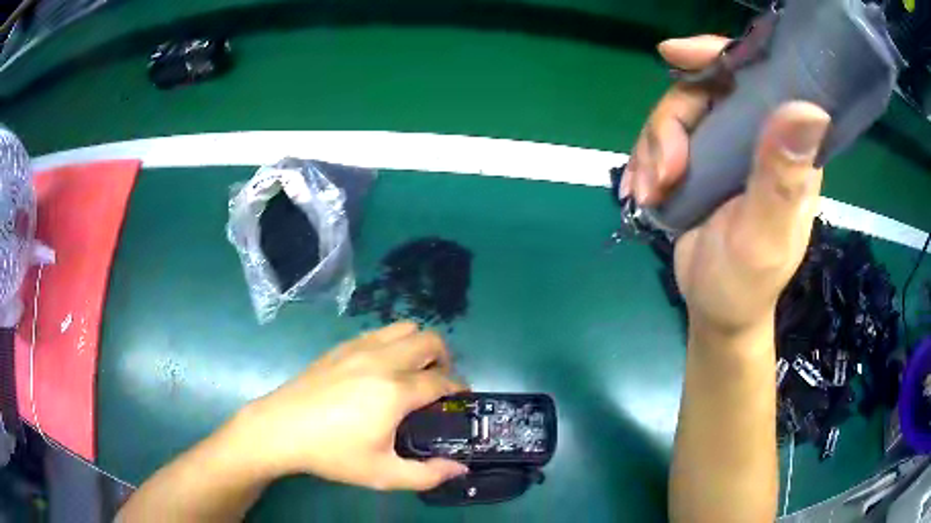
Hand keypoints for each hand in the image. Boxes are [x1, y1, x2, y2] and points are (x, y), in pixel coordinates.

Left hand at [238, 322, 468, 489]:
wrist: (280, 429)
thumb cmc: (332, 453)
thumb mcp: (382, 474)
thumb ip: (427, 475)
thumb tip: (460, 468)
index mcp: (396, 391)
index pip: (443, 379)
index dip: (459, 388)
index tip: (462, 399)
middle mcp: (382, 361)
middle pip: (430, 340)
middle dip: (445, 359)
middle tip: (439, 383)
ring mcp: (359, 348)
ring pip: (405, 328)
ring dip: (419, 345)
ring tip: (414, 371)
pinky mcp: (341, 346)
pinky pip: (380, 332)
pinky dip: (394, 343)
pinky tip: (382, 368)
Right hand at [623, 36, 830, 340]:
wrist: (717, 311)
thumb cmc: (746, 283)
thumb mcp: (765, 235)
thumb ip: (781, 177)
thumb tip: (809, 109)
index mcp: (788, 147)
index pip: (761, 76)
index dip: (721, 55)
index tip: (676, 55)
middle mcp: (759, 136)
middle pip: (705, 90)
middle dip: (672, 124)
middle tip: (662, 174)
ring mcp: (727, 147)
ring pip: (677, 114)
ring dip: (653, 149)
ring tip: (651, 193)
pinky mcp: (700, 160)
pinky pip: (662, 138)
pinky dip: (644, 159)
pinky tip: (640, 189)